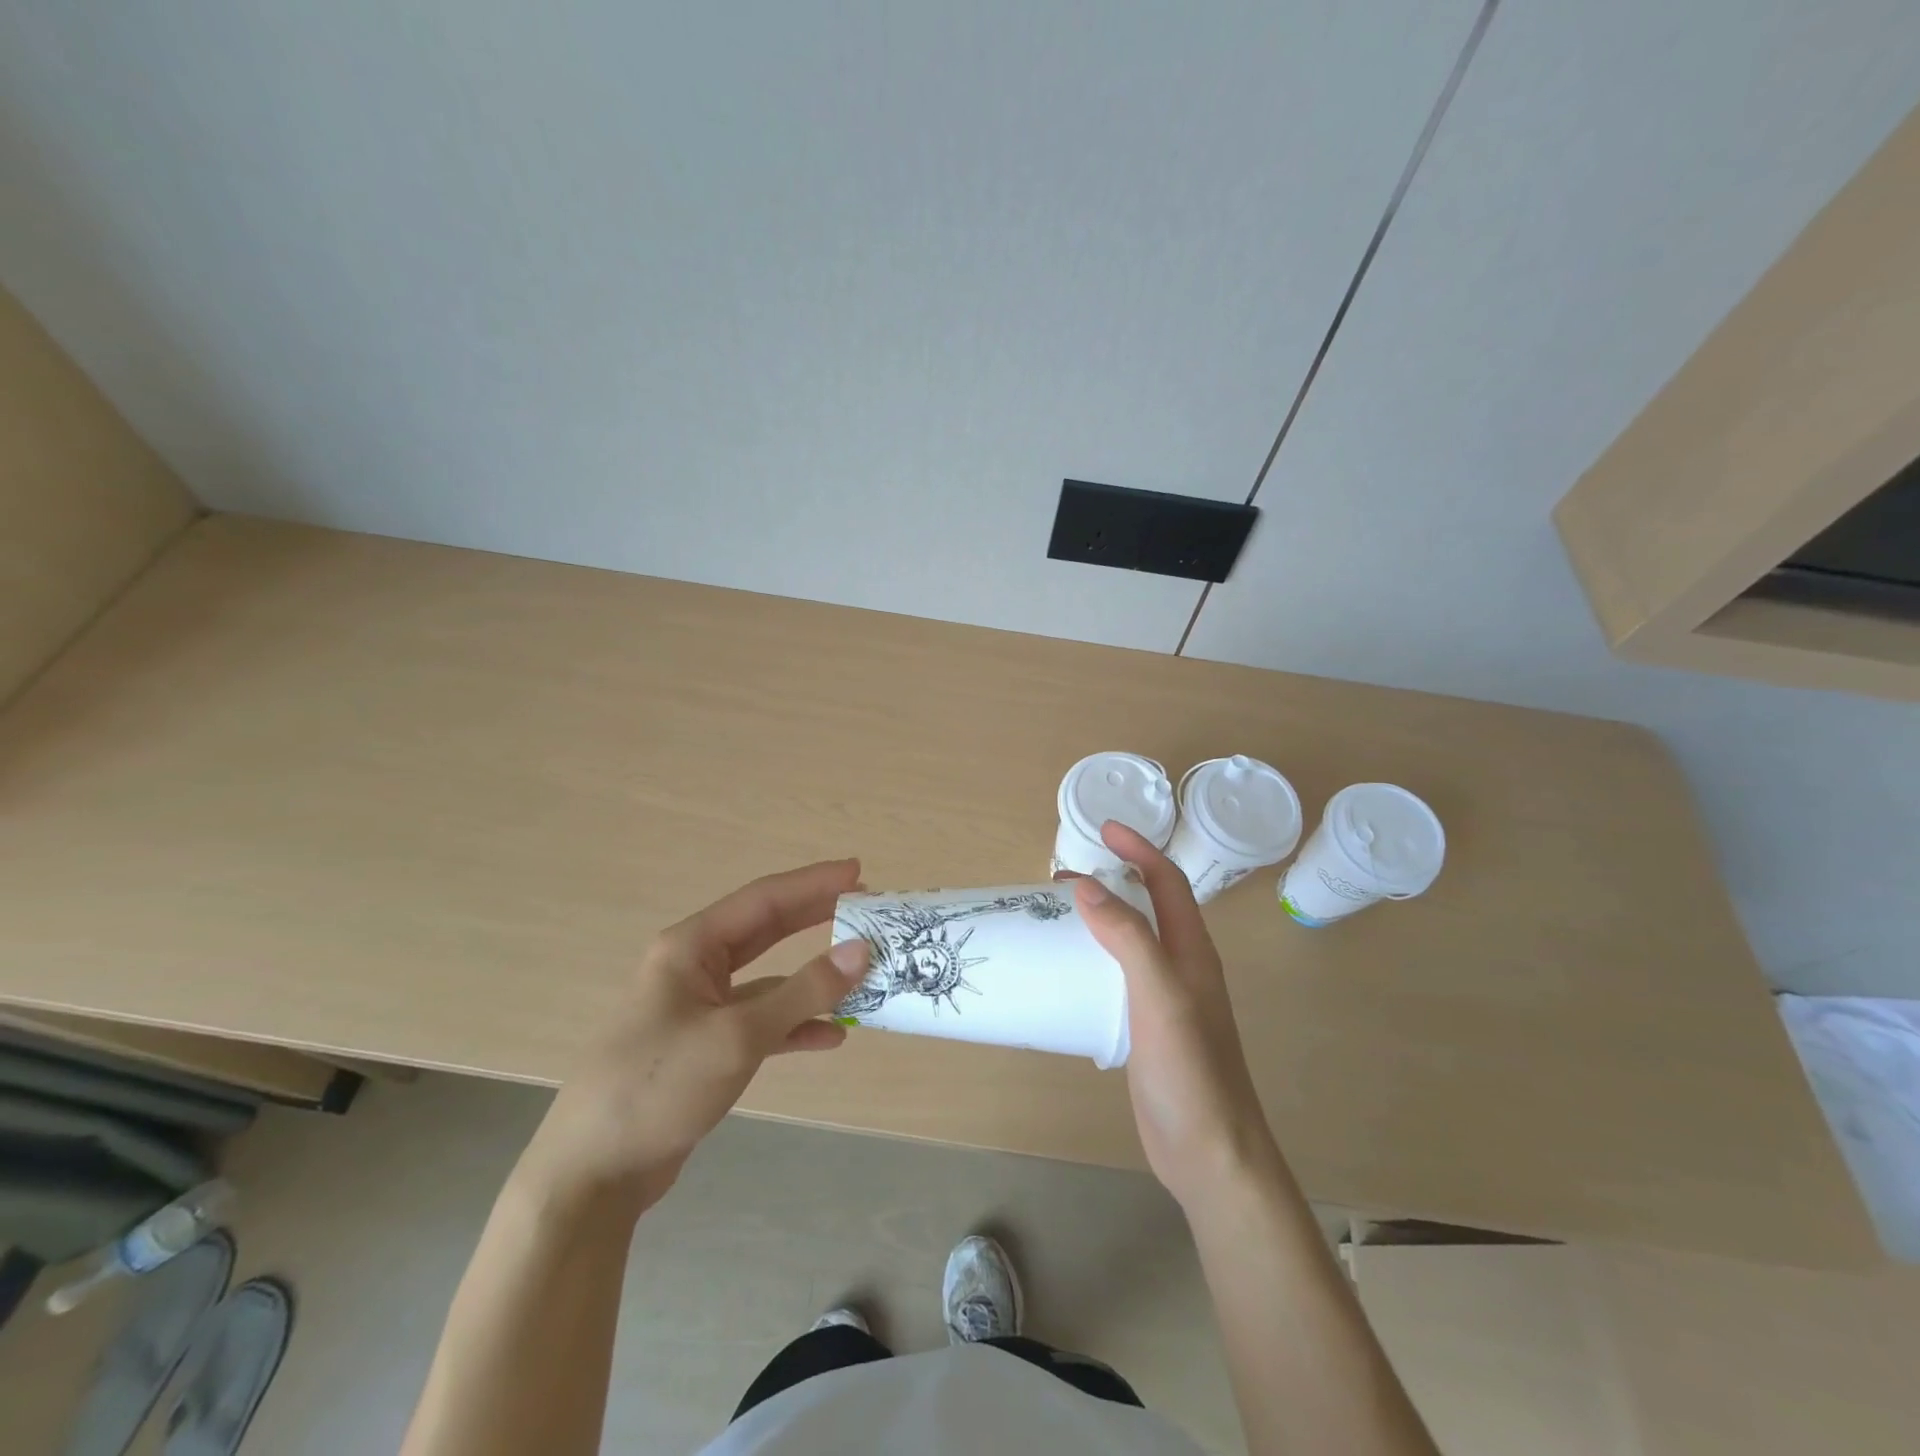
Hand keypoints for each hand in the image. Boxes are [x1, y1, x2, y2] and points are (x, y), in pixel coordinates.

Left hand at [517, 859, 869, 1219]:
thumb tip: (861, 951)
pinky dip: (794, 1025)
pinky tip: (830, 1036)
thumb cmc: (659, 1086)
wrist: (592, 1174)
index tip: (858, 871)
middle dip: (815, 917)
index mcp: (691, 947)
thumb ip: (803, 991)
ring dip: (811, 977)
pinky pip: (760, 1022)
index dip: (813, 883)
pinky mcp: (704, 1047)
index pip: (763, 899)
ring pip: (767, 979)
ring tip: (859, 970)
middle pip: (766, 930)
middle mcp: (694, 968)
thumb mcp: (738, 1035)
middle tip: (865, 907)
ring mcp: (699, 1008)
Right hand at [1073, 823, 1279, 1208]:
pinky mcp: (1146, 1028)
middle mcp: (1181, 967)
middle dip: (1112, 880)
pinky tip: (1068, 970)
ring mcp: (1164, 999)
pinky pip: (1117, 976)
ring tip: (1057, 915)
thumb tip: (1087, 888)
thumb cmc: (1191, 1071)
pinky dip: (1093, 958)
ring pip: (1130, 942)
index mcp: (1192, 951)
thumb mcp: (1161, 996)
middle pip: (1147, 907)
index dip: (1140, 850)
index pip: (1168, 883)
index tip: (1104, 829)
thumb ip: (1129, 939)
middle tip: (1062, 876)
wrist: (1209, 1154)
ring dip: (1099, 918)